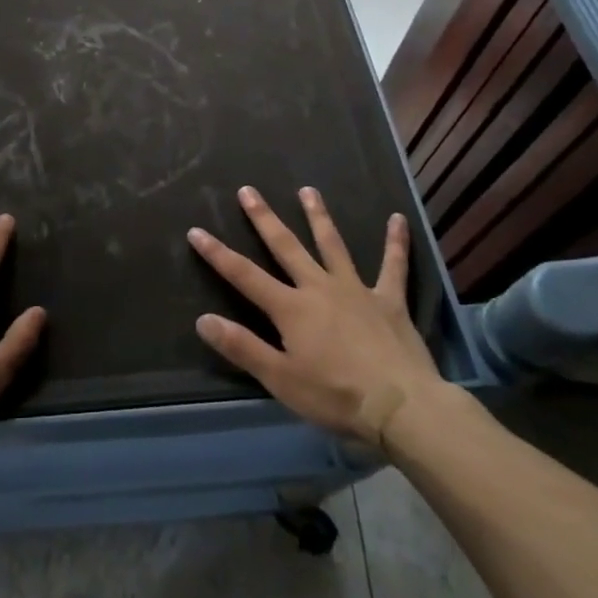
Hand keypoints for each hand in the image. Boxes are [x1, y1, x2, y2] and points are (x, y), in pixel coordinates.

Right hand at [189, 186, 453, 455]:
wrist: (402, 406)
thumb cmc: (336, 396)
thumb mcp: (280, 379)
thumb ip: (242, 347)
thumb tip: (202, 319)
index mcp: (290, 308)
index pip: (244, 275)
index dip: (217, 253)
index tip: (196, 230)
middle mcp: (319, 287)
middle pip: (286, 247)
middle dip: (264, 218)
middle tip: (248, 190)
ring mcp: (356, 289)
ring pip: (332, 245)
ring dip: (318, 216)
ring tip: (308, 190)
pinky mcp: (389, 300)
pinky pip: (393, 266)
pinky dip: (396, 243)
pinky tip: (398, 219)